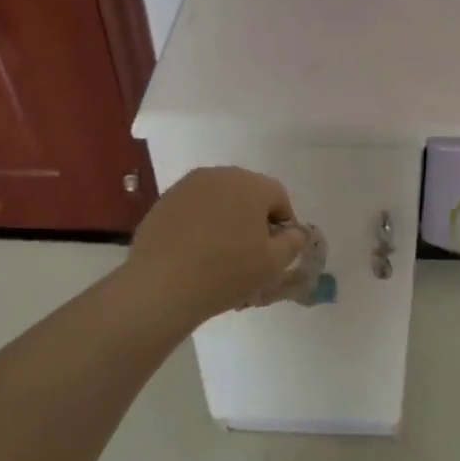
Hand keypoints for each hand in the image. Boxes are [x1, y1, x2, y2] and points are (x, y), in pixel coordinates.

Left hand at [127, 167, 310, 320]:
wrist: (162, 285)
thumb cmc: (226, 272)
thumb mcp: (273, 264)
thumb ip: (294, 242)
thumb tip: (297, 232)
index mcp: (251, 184)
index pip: (279, 197)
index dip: (283, 224)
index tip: (275, 251)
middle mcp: (220, 175)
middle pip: (248, 193)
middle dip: (253, 218)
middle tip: (249, 253)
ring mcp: (188, 186)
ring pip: (219, 199)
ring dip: (226, 219)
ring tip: (219, 253)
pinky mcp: (164, 201)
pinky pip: (193, 208)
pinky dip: (200, 224)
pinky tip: (194, 252)